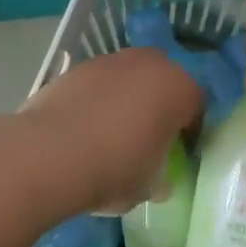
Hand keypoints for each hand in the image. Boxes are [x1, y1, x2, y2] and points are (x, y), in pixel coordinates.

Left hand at [18, 48, 202, 214]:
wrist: (49, 154)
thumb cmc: (114, 170)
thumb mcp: (148, 186)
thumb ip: (160, 176)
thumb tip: (158, 179)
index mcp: (178, 88)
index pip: (196, 106)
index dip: (190, 130)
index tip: (179, 152)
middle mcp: (149, 64)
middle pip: (163, 81)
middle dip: (159, 104)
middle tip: (148, 136)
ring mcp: (110, 61)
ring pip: (129, 78)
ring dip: (127, 98)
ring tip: (111, 132)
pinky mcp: (77, 67)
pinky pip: (98, 83)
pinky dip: (97, 99)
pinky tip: (84, 128)